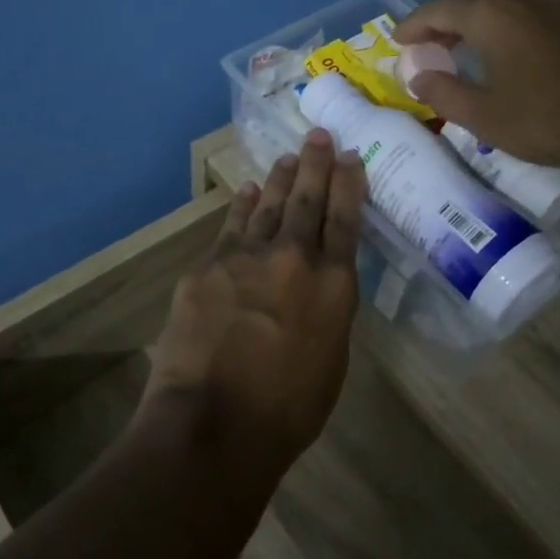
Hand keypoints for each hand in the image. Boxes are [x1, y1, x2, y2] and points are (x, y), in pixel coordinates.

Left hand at [144, 129, 364, 474]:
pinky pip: (231, 226)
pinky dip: (242, 206)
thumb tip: (319, 287)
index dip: (349, 185)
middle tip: (320, 136)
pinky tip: (246, 191)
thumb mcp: (331, 358)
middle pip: (308, 200)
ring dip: (279, 178)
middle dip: (316, 165)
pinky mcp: (208, 266)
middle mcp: (294, 258)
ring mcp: (246, 257)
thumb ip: (328, 311)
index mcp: (334, 284)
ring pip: (268, 205)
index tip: (350, 157)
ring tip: (288, 157)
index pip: (346, 220)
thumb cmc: (288, 409)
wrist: (215, 421)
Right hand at [393, 0, 559, 171]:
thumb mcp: (483, 116)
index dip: (414, 25)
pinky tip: (505, 42)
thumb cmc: (547, 119)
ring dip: (475, 11)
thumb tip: (417, 77)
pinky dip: (502, 14)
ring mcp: (549, 4)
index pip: (438, 9)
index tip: (398, 41)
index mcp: (489, 15)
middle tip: (430, 45)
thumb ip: (444, 93)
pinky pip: (523, 2)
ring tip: (464, 40)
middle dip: (443, 16)